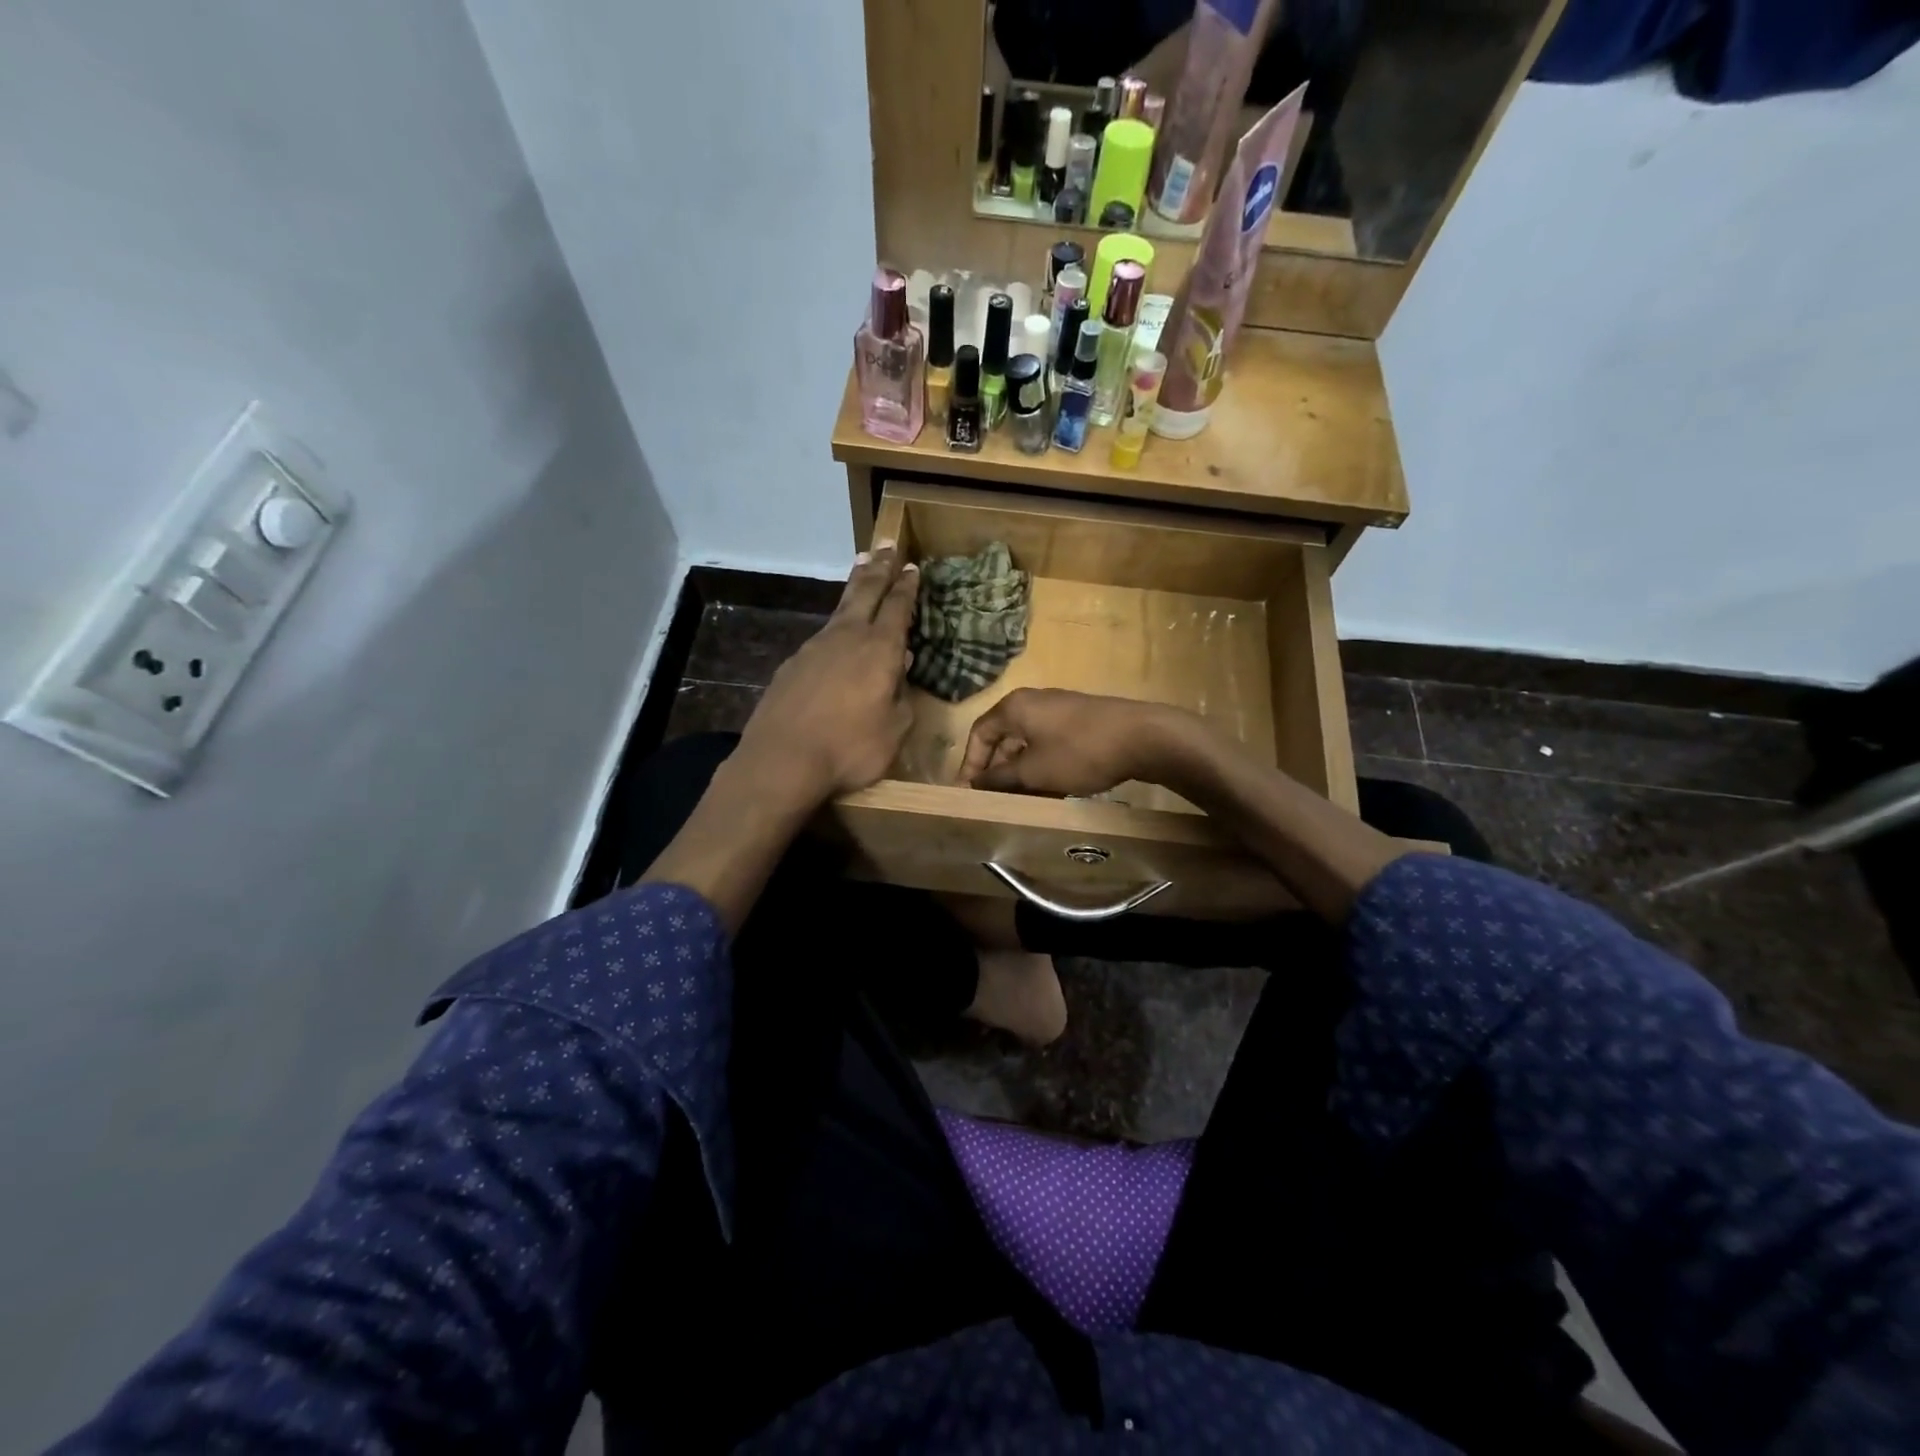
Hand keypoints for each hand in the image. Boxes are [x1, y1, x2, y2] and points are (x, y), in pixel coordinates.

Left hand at [734, 544, 918, 806]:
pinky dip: (836, 623)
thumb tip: (902, 668)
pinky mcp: (793, 663)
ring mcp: (815, 647)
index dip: (907, 587)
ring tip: (862, 569)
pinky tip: (836, 633)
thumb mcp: (894, 730)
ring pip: (841, 609)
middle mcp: (847, 637)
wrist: (782, 760)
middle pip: (866, 592)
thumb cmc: (849, 748)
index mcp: (880, 650)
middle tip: (888, 546)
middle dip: (880, 569)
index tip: (913, 568)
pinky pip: (822, 634)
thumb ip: (902, 697)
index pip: (898, 608)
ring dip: (855, 587)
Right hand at [958, 689, 1201, 796]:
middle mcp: (1033, 702)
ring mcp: (1060, 710)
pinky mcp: (1081, 721)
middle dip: (998, 771)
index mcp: (1015, 707)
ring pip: (1029, 744)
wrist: (1142, 737)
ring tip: (1023, 802)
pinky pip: (1050, 744)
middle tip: (995, 801)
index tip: (968, 792)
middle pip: (1004, 738)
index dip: (971, 764)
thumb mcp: (1033, 772)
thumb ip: (1000, 778)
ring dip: (1022, 773)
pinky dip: (1044, 767)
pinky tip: (1052, 791)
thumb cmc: (1078, 752)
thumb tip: (975, 783)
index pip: (979, 733)